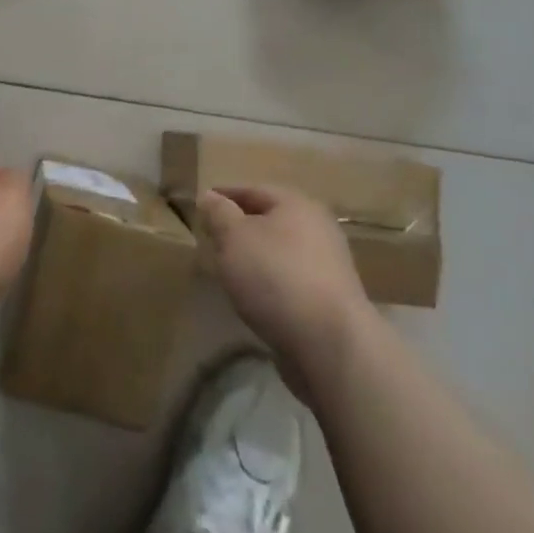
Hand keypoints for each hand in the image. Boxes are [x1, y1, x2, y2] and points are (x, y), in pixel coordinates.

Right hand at [198, 185, 370, 394]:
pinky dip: (271, 281)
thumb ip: (219, 214)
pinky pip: (291, 279)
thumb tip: (210, 197)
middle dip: (241, 227)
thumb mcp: (234, 237)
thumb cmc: (275, 276)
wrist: (329, 342)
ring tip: (230, 270)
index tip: (201, 205)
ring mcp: (329, 265)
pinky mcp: (331, 299)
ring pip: (282, 251)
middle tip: (213, 238)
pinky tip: (255, 296)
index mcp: (296, 204)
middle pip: (271, 220)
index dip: (225, 196)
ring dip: (257, 256)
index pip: (253, 190)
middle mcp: (318, 227)